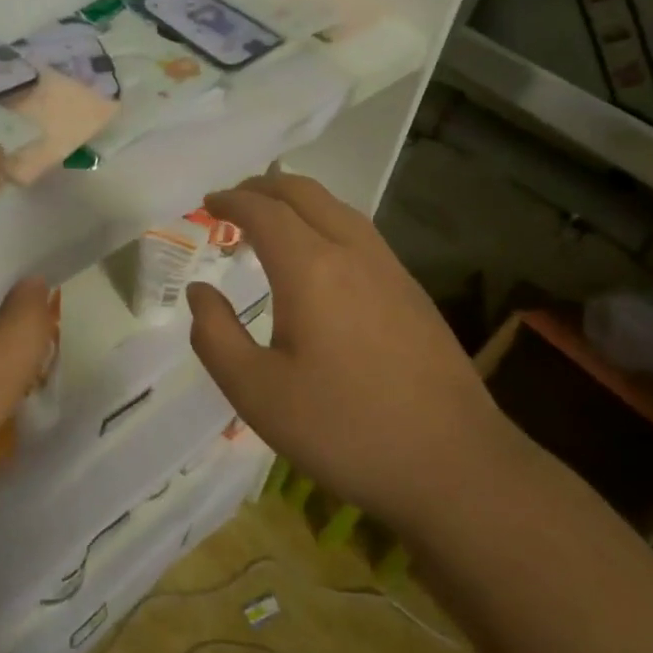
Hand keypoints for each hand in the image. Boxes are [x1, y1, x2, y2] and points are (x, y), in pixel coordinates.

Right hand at [186, 171, 517, 533]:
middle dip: (264, 188)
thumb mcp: (256, 392)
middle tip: (234, 201)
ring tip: (272, 219)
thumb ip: (215, 335)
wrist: (453, 464)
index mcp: (311, 269)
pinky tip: (321, 256)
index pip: (264, 212)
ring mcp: (391, 270)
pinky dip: (327, 222)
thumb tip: (199, 291)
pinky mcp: (413, 292)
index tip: (207, 203)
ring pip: (339, 209)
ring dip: (299, 201)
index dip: (232, 201)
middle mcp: (353, 253)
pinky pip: (361, 234)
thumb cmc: (343, 429)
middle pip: (305, 194)